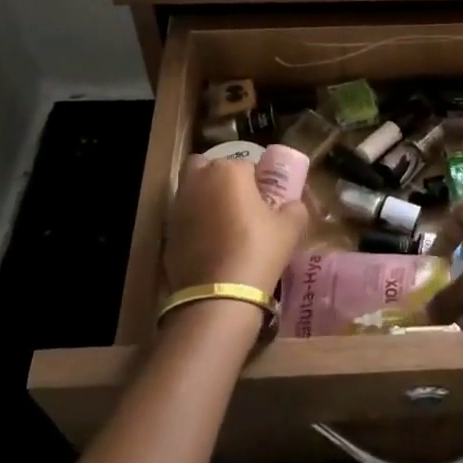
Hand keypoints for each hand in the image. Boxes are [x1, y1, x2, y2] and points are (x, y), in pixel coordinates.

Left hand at [165, 155, 308, 297]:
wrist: (218, 296)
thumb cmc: (258, 251)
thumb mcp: (291, 227)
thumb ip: (294, 208)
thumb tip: (292, 205)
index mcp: (229, 170)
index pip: (248, 166)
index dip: (259, 184)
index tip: (266, 204)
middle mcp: (198, 180)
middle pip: (211, 169)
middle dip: (223, 181)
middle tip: (241, 206)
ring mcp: (178, 205)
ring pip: (194, 192)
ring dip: (207, 201)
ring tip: (225, 227)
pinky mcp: (167, 232)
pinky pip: (185, 218)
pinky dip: (195, 225)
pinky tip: (210, 247)